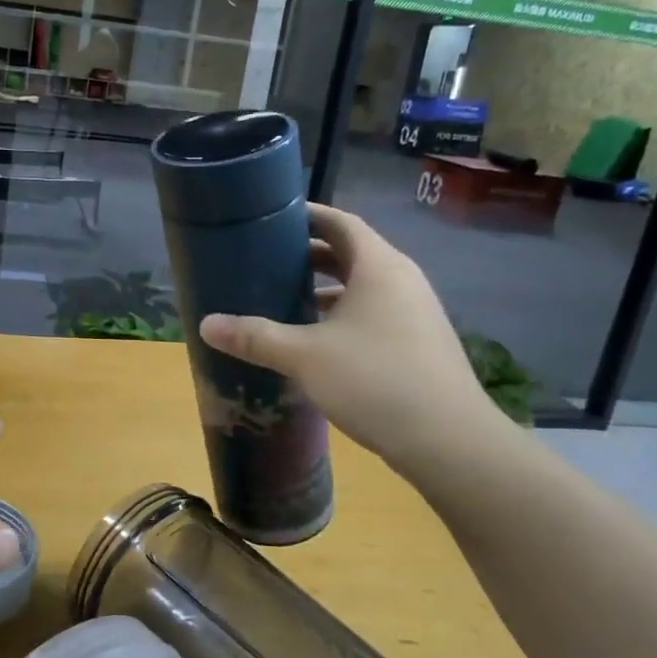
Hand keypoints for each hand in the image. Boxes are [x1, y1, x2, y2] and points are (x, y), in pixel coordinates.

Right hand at [198, 204, 507, 472]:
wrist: (450, 441)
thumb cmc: (375, 380)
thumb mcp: (305, 356)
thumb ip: (255, 337)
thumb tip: (205, 324)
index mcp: (379, 266)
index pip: (340, 222)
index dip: (307, 216)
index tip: (271, 219)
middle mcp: (402, 280)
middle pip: (351, 253)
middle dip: (309, 256)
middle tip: (267, 262)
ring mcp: (415, 313)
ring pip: (362, 287)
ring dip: (325, 290)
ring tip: (284, 300)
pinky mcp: (419, 343)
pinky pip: (373, 313)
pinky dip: (342, 316)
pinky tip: (316, 342)